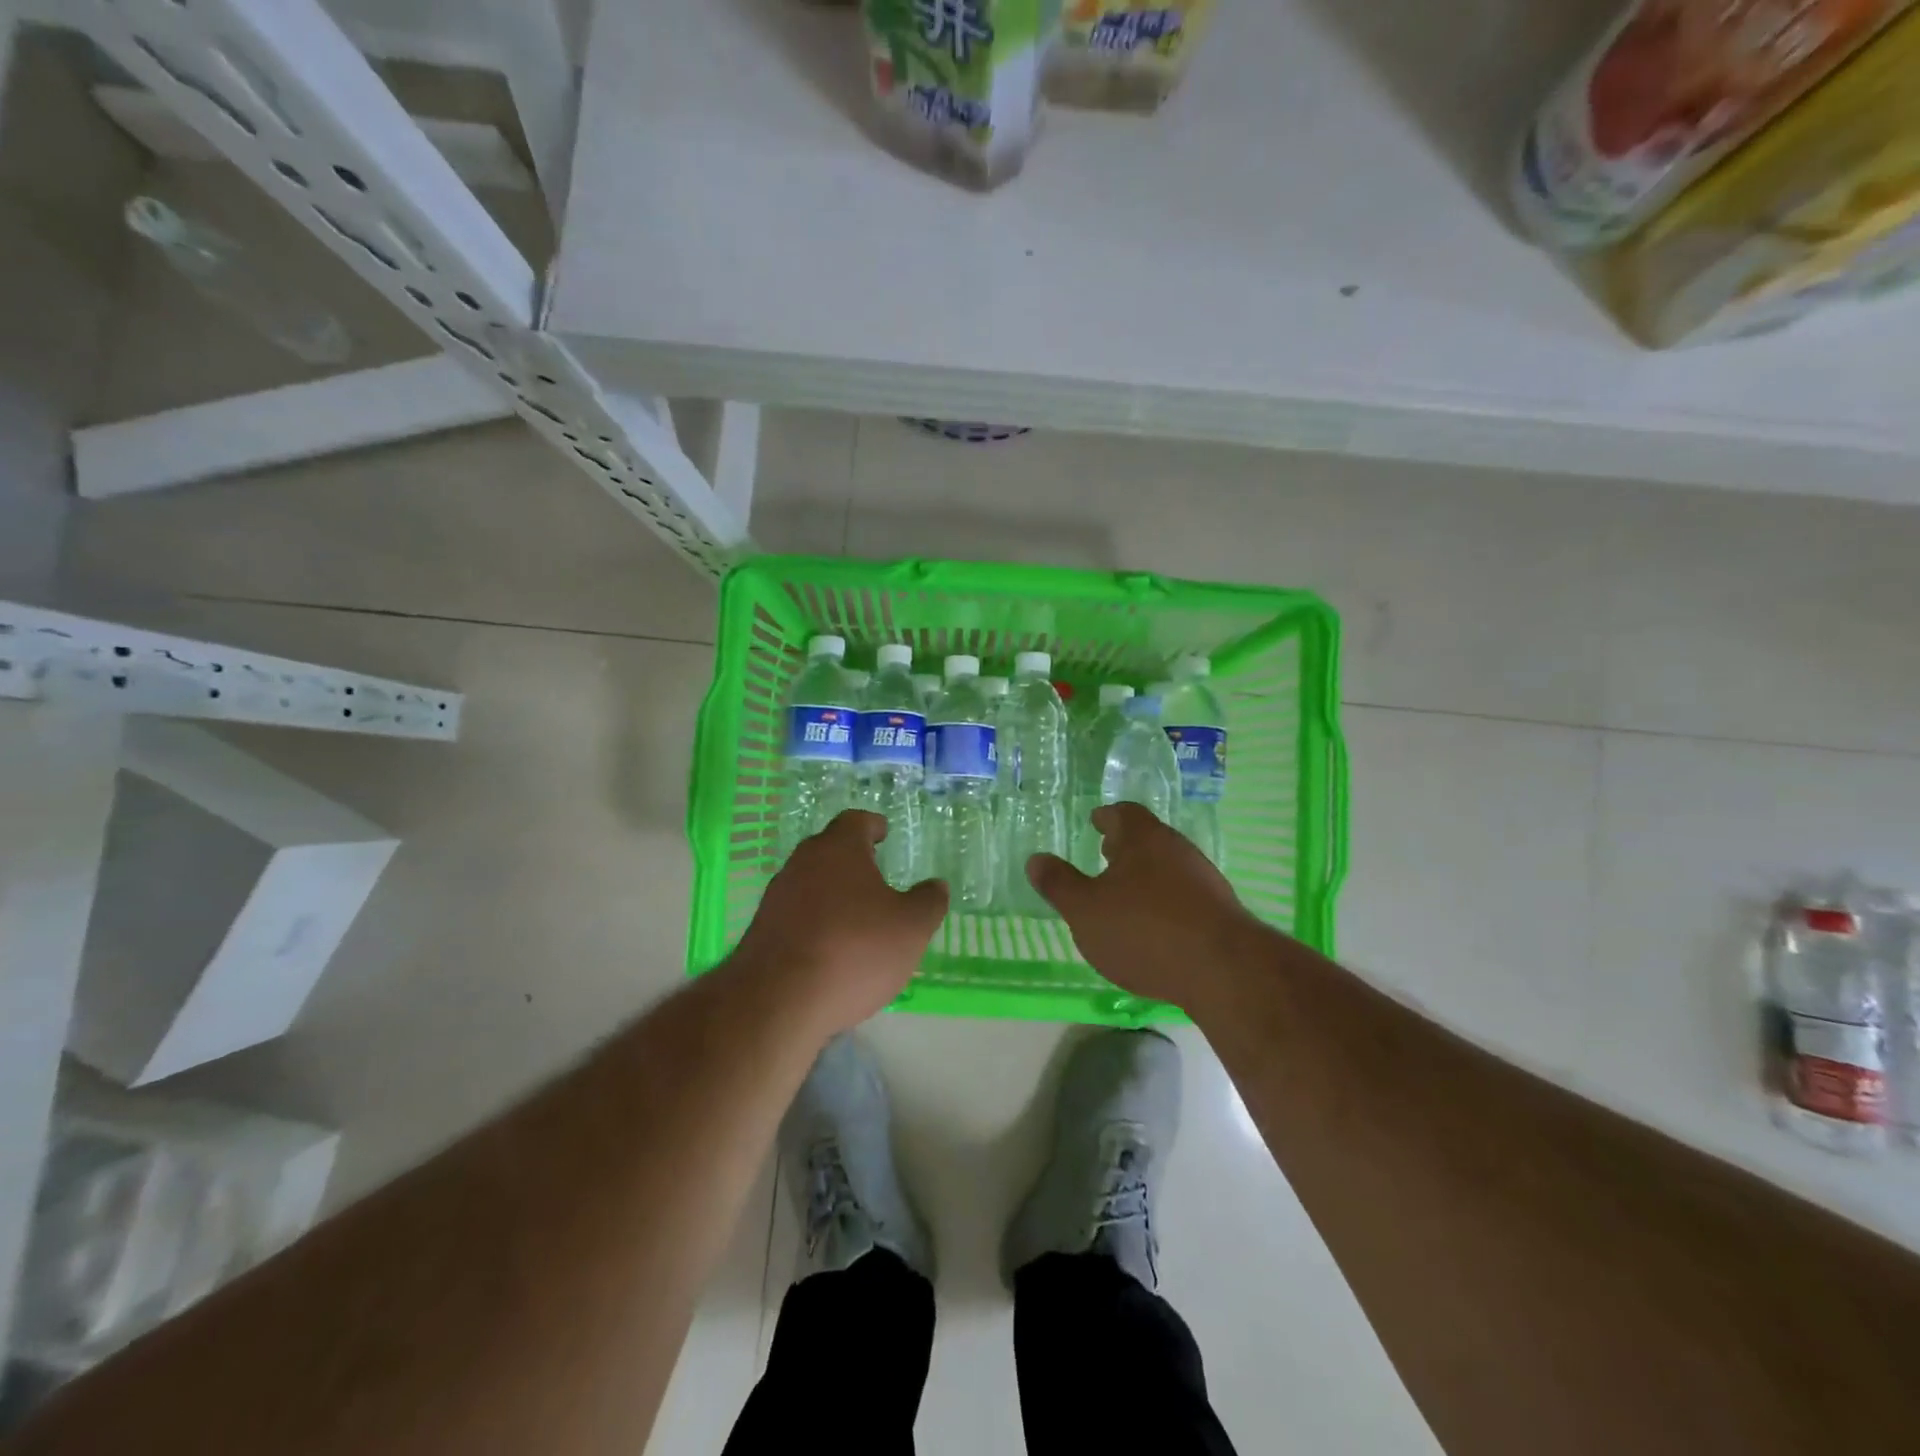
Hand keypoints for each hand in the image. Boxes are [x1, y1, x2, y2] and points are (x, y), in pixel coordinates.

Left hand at [730, 810, 947, 1035]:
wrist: (777, 1001)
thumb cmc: (854, 950)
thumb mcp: (911, 928)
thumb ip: (928, 902)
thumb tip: (936, 885)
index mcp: (839, 848)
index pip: (856, 821)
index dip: (873, 826)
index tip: (884, 834)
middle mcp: (803, 862)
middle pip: (830, 850)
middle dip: (853, 860)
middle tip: (876, 876)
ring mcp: (777, 896)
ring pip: (811, 883)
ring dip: (833, 893)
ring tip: (857, 917)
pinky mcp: (762, 930)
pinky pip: (797, 915)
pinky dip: (816, 922)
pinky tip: (831, 949)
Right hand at [1026, 802, 1263, 1010]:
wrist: (1223, 971)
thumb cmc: (1143, 930)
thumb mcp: (1085, 910)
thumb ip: (1059, 884)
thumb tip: (1036, 859)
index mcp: (1143, 838)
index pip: (1123, 813)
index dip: (1106, 816)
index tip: (1095, 820)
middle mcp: (1177, 850)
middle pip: (1148, 838)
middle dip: (1125, 846)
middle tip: (1105, 852)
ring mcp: (1204, 881)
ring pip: (1168, 867)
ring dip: (1145, 875)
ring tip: (1124, 893)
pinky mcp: (1220, 913)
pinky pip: (1183, 897)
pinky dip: (1163, 902)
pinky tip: (1153, 927)